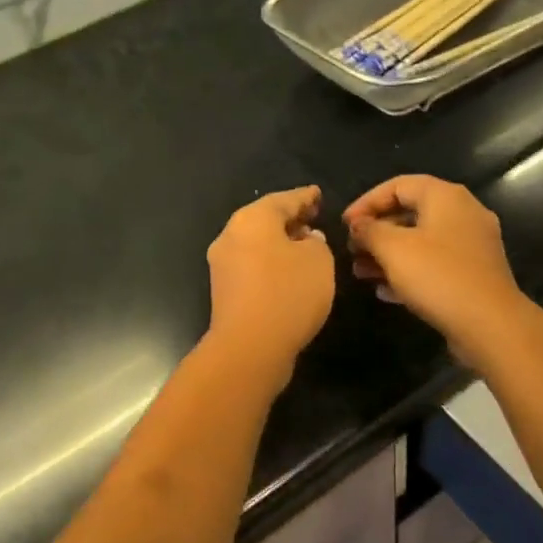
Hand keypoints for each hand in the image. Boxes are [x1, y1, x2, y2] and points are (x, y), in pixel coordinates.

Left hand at [206, 187, 335, 383]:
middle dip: (290, 219)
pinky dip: (270, 263)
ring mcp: (222, 264)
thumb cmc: (288, 294)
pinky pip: (252, 266)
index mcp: (252, 219)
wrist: (249, 347)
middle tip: (313, 218)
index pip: (284, 199)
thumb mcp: (319, 260)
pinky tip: (289, 273)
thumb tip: (305, 240)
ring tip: (305, 247)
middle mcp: (231, 235)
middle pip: (265, 220)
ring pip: (256, 244)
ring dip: (279, 243)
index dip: (305, 197)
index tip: (318, 195)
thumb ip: (316, 242)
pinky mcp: (223, 291)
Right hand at [344, 176, 534, 370]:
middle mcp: (463, 213)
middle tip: (351, 251)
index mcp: (445, 197)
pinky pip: (435, 264)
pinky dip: (409, 272)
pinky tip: (385, 291)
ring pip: (421, 242)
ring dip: (388, 255)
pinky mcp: (474, 273)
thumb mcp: (393, 249)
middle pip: (410, 213)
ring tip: (361, 273)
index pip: (398, 185)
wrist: (490, 324)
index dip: (366, 202)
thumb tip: (358, 224)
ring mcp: (472, 245)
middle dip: (376, 232)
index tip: (343, 225)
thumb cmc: (438, 276)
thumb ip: (370, 231)